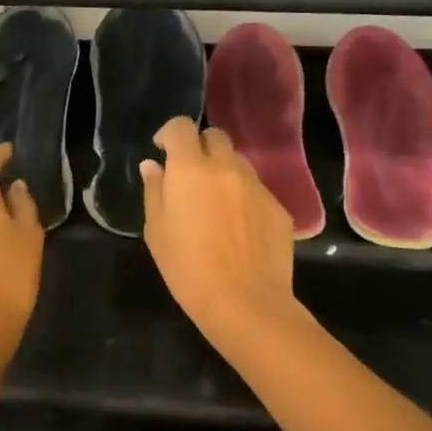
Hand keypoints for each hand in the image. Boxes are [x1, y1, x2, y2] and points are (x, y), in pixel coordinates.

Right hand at [141, 118, 300, 341]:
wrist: (246, 303)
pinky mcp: (278, 207)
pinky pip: (256, 189)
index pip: (181, 127)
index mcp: (190, 169)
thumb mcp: (156, 231)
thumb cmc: (188, 268)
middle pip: (214, 137)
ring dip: (223, 171)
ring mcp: (256, 186)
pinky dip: (243, 197)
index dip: (169, 133)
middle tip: (190, 176)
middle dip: (200, 147)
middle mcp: (226, 167)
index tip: (162, 151)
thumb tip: (153, 166)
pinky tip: (239, 227)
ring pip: (238, 162)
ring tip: (215, 202)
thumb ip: (154, 190)